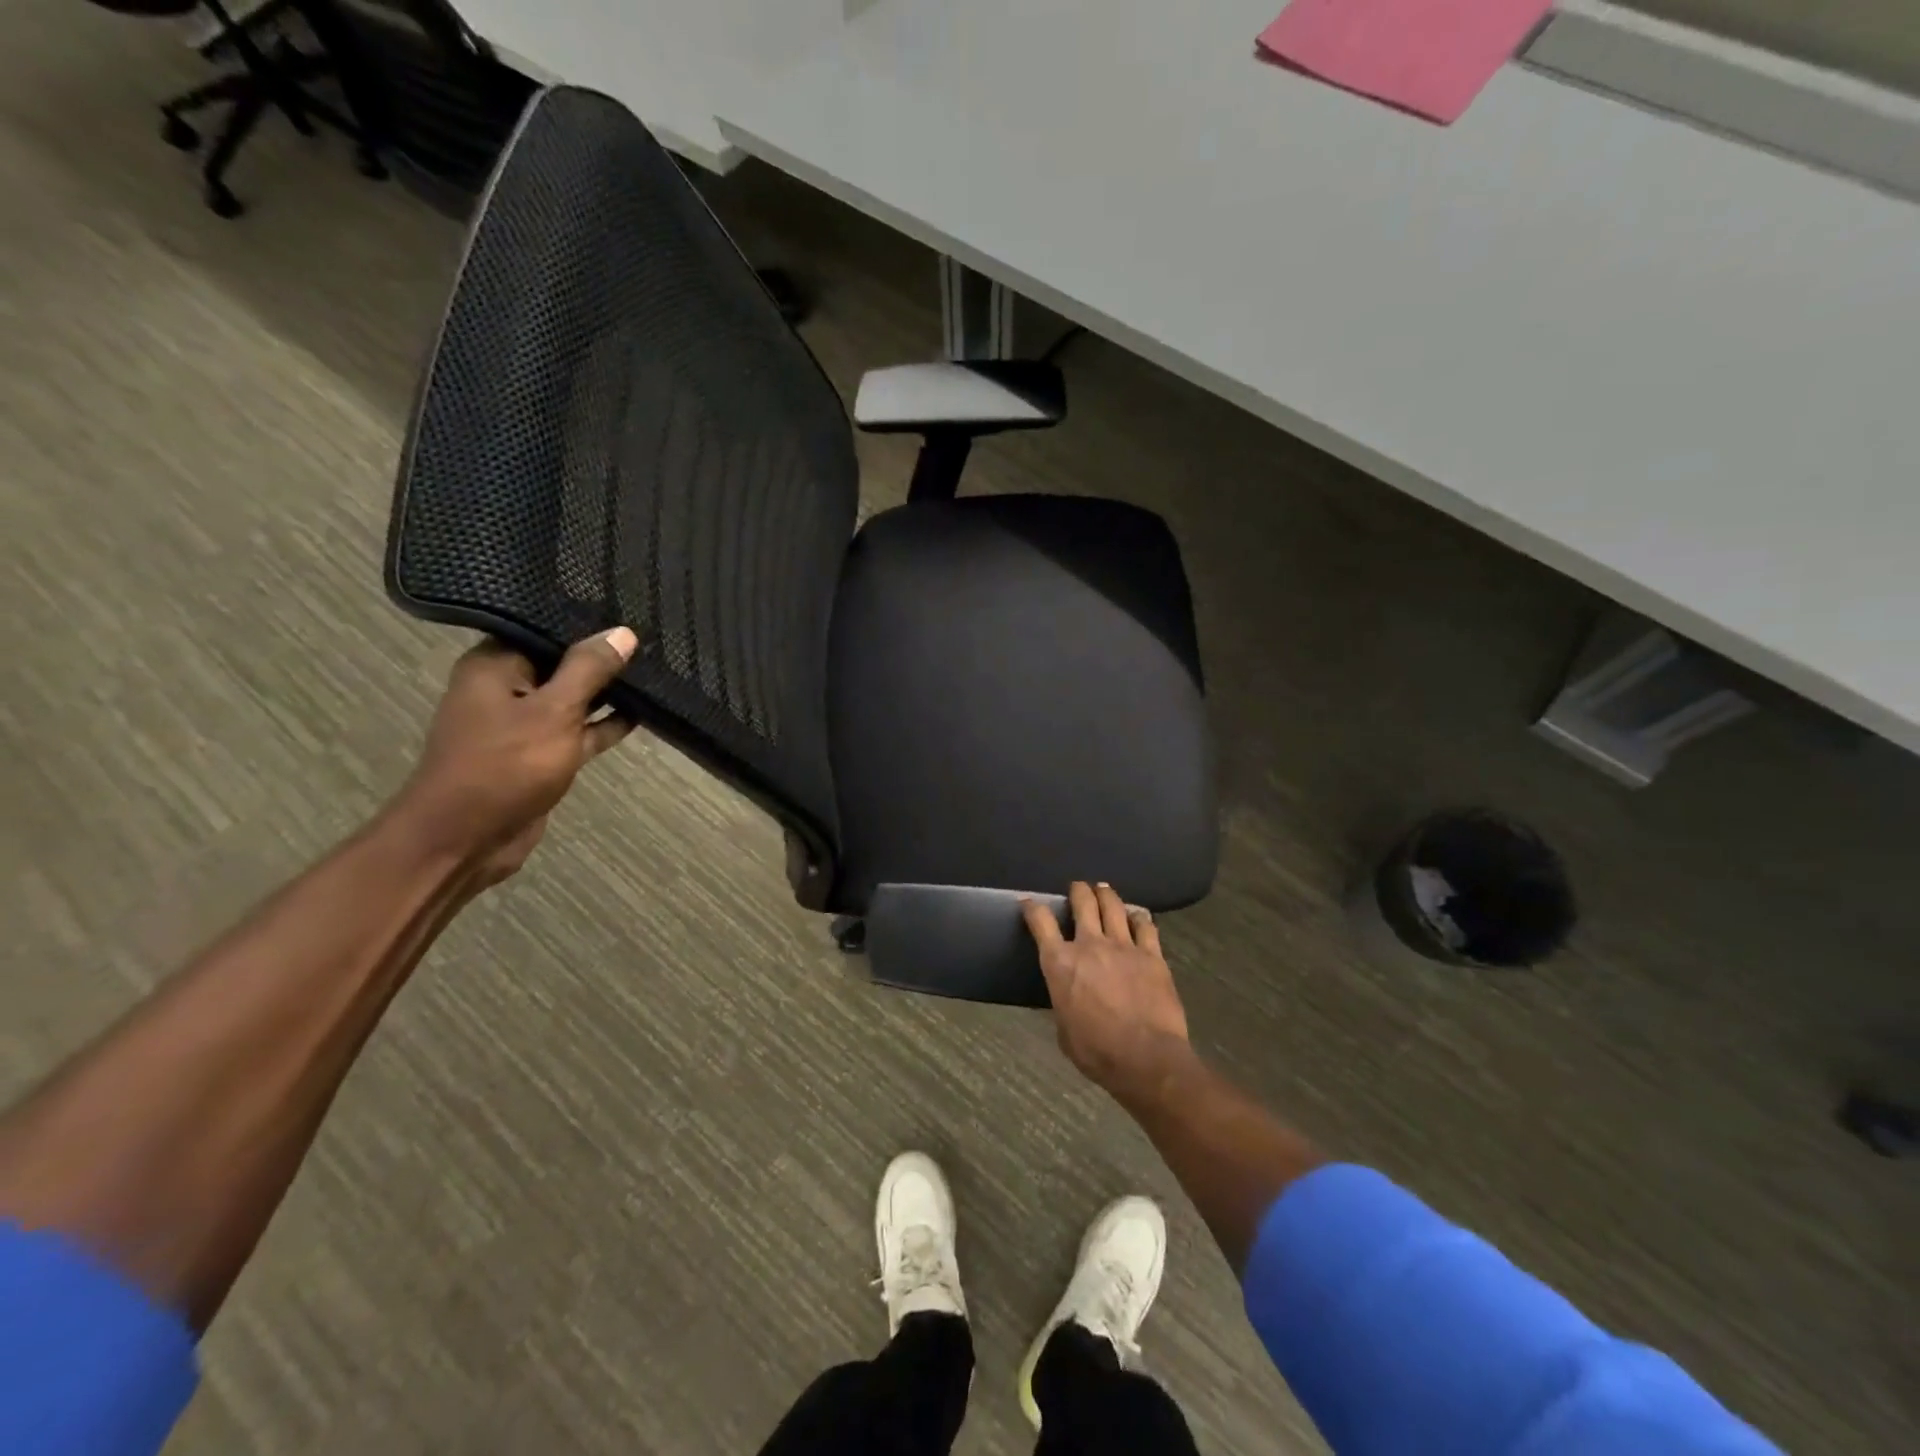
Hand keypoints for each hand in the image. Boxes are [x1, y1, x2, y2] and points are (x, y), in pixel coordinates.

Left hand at [396, 627, 638, 885]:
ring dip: (607, 693)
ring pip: (573, 699)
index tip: (628, 614)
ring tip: (654, 672)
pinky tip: (640, 714)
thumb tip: (623, 632)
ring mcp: (523, 724)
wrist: (466, 840)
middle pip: (561, 663)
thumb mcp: (555, 711)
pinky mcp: (540, 755)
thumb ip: (589, 670)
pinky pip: (577, 731)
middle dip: (602, 658)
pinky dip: (604, 725)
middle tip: (651, 641)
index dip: (586, 624)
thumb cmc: (505, 766)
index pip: (544, 629)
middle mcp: (504, 689)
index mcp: (494, 666)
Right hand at [1024, 882, 1195, 1105]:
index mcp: (1060, 963)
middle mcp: (1089, 945)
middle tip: (1077, 888)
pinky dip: (1139, 918)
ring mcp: (1123, 946)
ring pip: (1113, 906)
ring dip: (1106, 895)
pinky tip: (1138, 916)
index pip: (1040, 922)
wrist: (1146, 1058)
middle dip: (1077, 891)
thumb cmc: (1096, 1052)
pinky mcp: (1152, 955)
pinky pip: (1145, 926)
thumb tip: (1067, 997)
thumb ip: (1063, 1002)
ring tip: (1104, 890)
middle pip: (1082, 902)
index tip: (1029, 903)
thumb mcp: (1064, 1029)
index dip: (1032, 908)